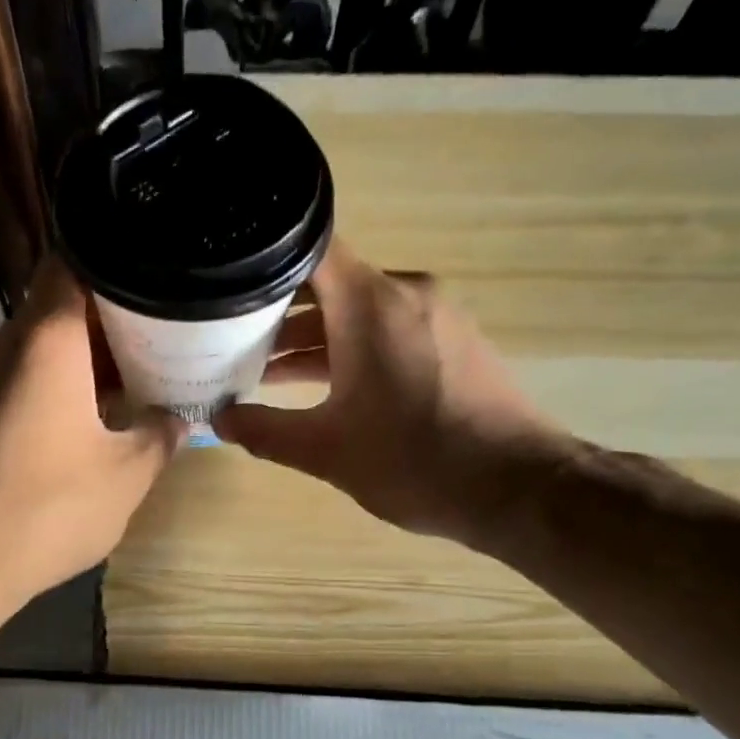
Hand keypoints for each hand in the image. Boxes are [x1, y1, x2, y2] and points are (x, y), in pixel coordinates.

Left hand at [0, 258, 183, 607]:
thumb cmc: (49, 508)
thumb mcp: (127, 474)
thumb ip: (160, 435)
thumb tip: (176, 418)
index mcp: (45, 340)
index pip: (74, 263)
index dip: (117, 266)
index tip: (157, 284)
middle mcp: (3, 346)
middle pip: (58, 307)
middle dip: (111, 321)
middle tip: (162, 339)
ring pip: (39, 347)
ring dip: (83, 360)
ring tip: (134, 381)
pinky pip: (19, 381)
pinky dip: (56, 387)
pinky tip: (88, 423)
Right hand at [213, 241, 561, 547]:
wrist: (518, 487)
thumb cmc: (414, 461)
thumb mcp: (326, 451)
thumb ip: (266, 431)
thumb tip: (221, 421)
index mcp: (370, 304)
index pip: (307, 250)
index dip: (261, 263)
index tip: (224, 286)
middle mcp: (405, 292)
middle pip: (328, 283)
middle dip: (277, 313)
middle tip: (228, 341)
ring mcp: (435, 314)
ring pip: (358, 311)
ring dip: (314, 338)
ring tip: (264, 373)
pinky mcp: (453, 340)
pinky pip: (388, 329)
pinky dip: (351, 348)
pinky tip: (323, 386)